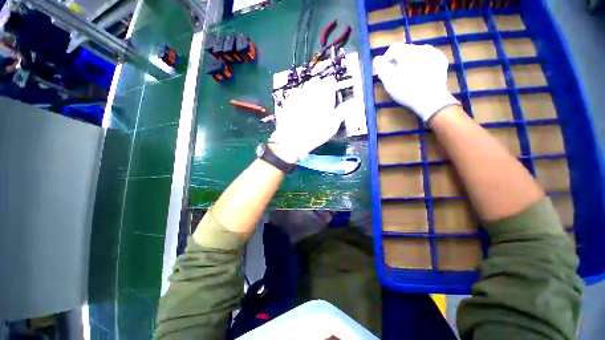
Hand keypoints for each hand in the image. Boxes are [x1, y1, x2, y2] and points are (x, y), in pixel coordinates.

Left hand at [270, 76, 342, 159]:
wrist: (294, 139)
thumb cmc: (316, 134)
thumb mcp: (333, 126)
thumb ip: (341, 112)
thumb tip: (349, 104)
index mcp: (324, 95)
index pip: (330, 81)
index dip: (331, 86)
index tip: (331, 93)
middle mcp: (311, 91)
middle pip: (316, 81)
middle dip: (319, 87)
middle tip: (320, 99)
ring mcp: (298, 94)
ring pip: (305, 86)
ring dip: (309, 91)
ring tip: (309, 103)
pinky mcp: (289, 100)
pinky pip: (295, 93)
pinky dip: (298, 97)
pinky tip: (299, 107)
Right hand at [373, 43, 459, 121]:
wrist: (431, 99)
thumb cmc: (406, 90)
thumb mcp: (388, 80)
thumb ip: (381, 67)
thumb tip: (377, 59)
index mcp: (407, 51)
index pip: (393, 49)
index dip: (386, 59)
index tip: (384, 72)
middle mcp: (421, 47)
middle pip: (405, 51)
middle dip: (398, 62)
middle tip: (396, 76)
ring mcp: (434, 53)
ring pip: (417, 55)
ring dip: (410, 63)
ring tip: (408, 77)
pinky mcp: (442, 62)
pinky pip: (428, 59)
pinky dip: (422, 65)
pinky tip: (420, 76)